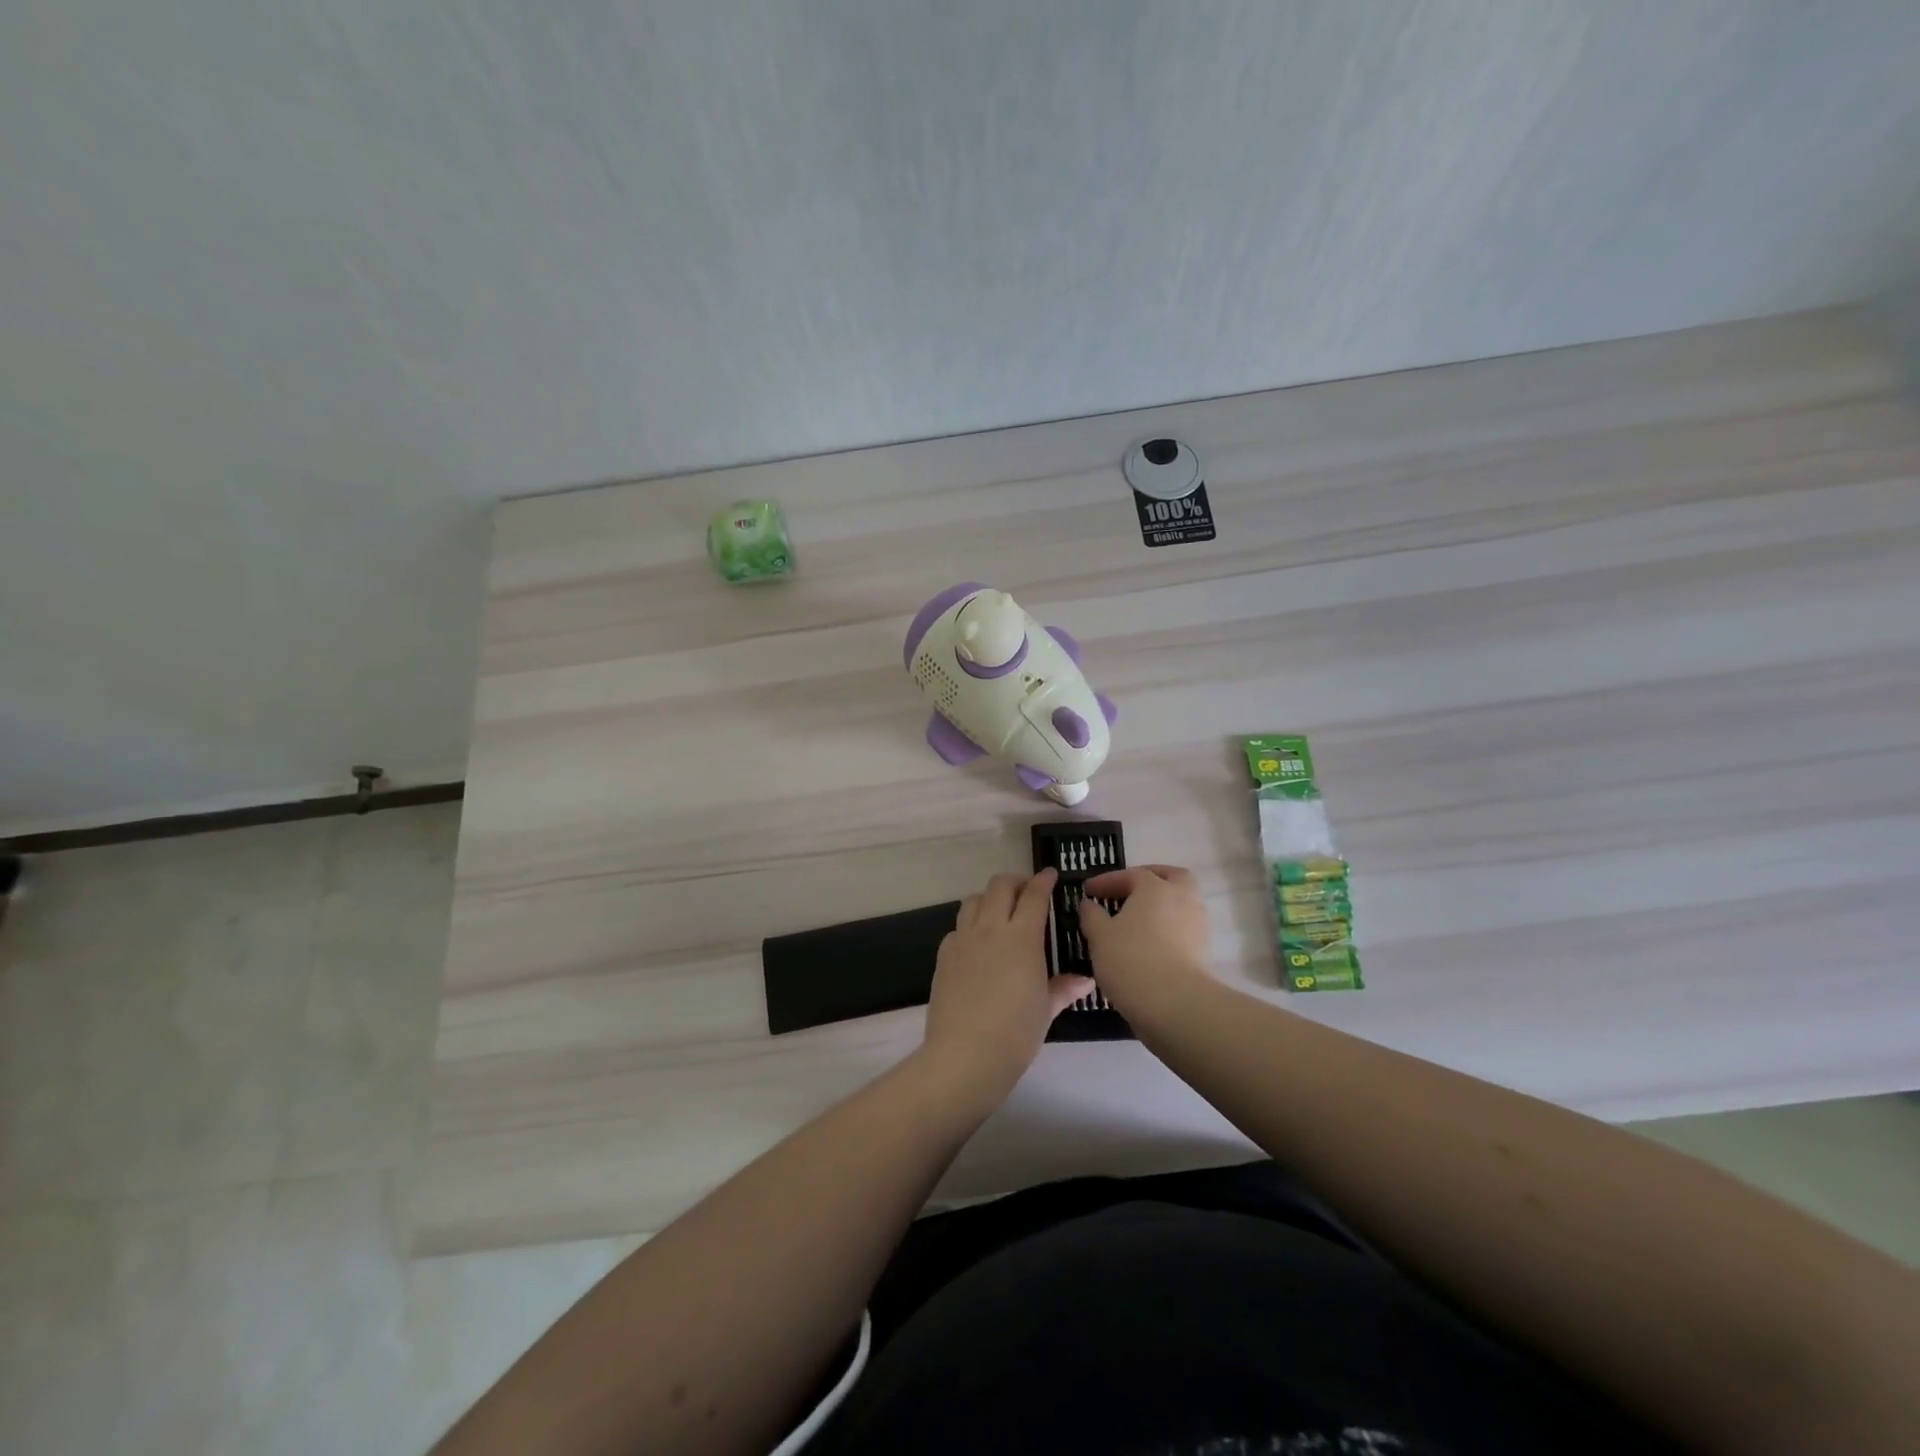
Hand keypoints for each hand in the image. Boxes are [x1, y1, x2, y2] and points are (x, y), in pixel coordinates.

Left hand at [921, 869, 1093, 1108]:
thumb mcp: (1046, 1010)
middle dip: (1015, 882)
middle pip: (999, 886)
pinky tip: (977, 945)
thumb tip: (1085, 980)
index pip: (1034, 895)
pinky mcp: (944, 955)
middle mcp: (990, 928)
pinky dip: (970, 926)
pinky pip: (957, 927)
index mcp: (1021, 937)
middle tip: (1027, 892)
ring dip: (989, 898)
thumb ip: (1063, 988)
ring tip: (999, 913)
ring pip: (973, 900)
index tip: (1051, 874)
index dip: (1043, 880)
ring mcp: (963, 939)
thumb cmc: (1015, 1033)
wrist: (965, 1055)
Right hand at [1077, 865, 1214, 1021]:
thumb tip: (1089, 904)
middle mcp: (1182, 898)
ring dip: (1161, 906)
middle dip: (1151, 879)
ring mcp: (1197, 924)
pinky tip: (1150, 943)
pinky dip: (1168, 928)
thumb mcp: (1099, 936)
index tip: (1088, 890)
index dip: (1107, 880)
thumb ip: (1092, 916)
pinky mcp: (1204, 950)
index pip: (1130, 874)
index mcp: (1155, 888)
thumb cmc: (1131, 960)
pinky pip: (1184, 927)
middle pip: (1172, 877)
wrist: (1175, 1004)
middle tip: (1129, 890)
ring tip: (1137, 921)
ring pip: (1181, 902)